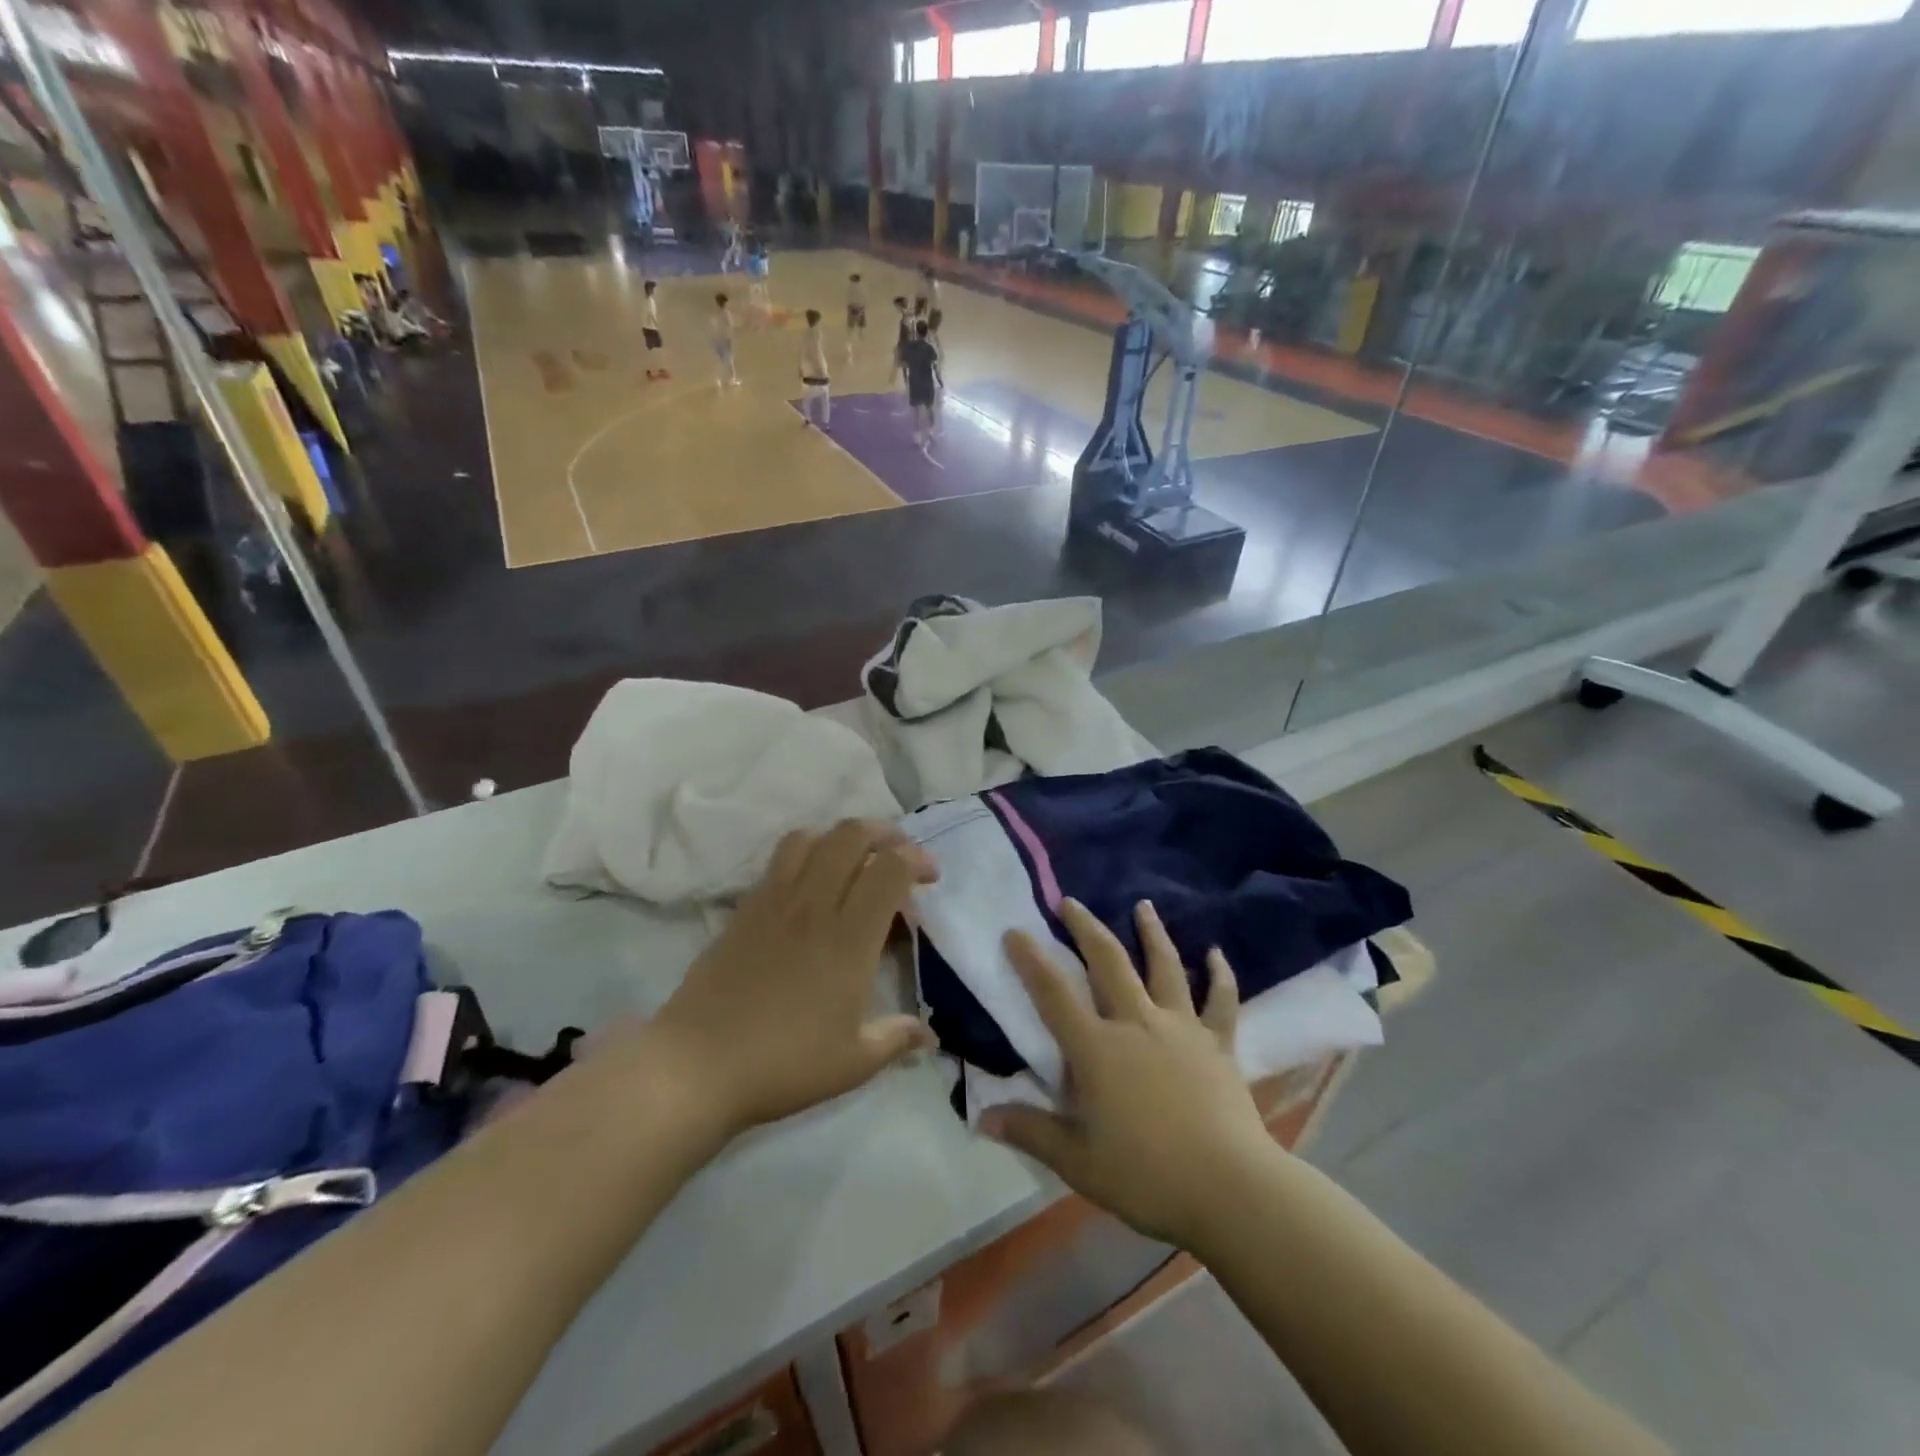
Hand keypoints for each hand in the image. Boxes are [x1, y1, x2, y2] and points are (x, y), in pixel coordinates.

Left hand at [651, 820, 937, 1140]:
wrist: (699, 1064)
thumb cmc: (784, 1063)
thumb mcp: (853, 1062)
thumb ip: (896, 1039)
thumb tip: (931, 1038)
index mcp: (850, 937)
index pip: (889, 868)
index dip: (917, 859)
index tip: (930, 877)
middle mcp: (815, 905)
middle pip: (851, 836)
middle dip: (884, 834)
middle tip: (898, 857)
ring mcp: (775, 901)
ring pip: (811, 838)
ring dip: (840, 838)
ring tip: (853, 861)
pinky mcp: (746, 908)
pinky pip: (779, 860)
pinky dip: (806, 854)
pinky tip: (811, 886)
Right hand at [982, 899, 1276, 1250]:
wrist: (1230, 1188)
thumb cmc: (1147, 1176)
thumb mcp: (1078, 1162)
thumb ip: (1030, 1131)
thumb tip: (982, 1117)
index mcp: (1097, 1049)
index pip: (1053, 994)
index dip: (1030, 960)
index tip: (1015, 930)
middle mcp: (1136, 1023)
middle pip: (1108, 962)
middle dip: (1085, 928)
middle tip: (1070, 901)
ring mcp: (1181, 1028)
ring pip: (1164, 967)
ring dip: (1152, 933)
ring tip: (1143, 905)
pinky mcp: (1218, 1043)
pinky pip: (1221, 1001)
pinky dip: (1220, 975)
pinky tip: (1216, 953)